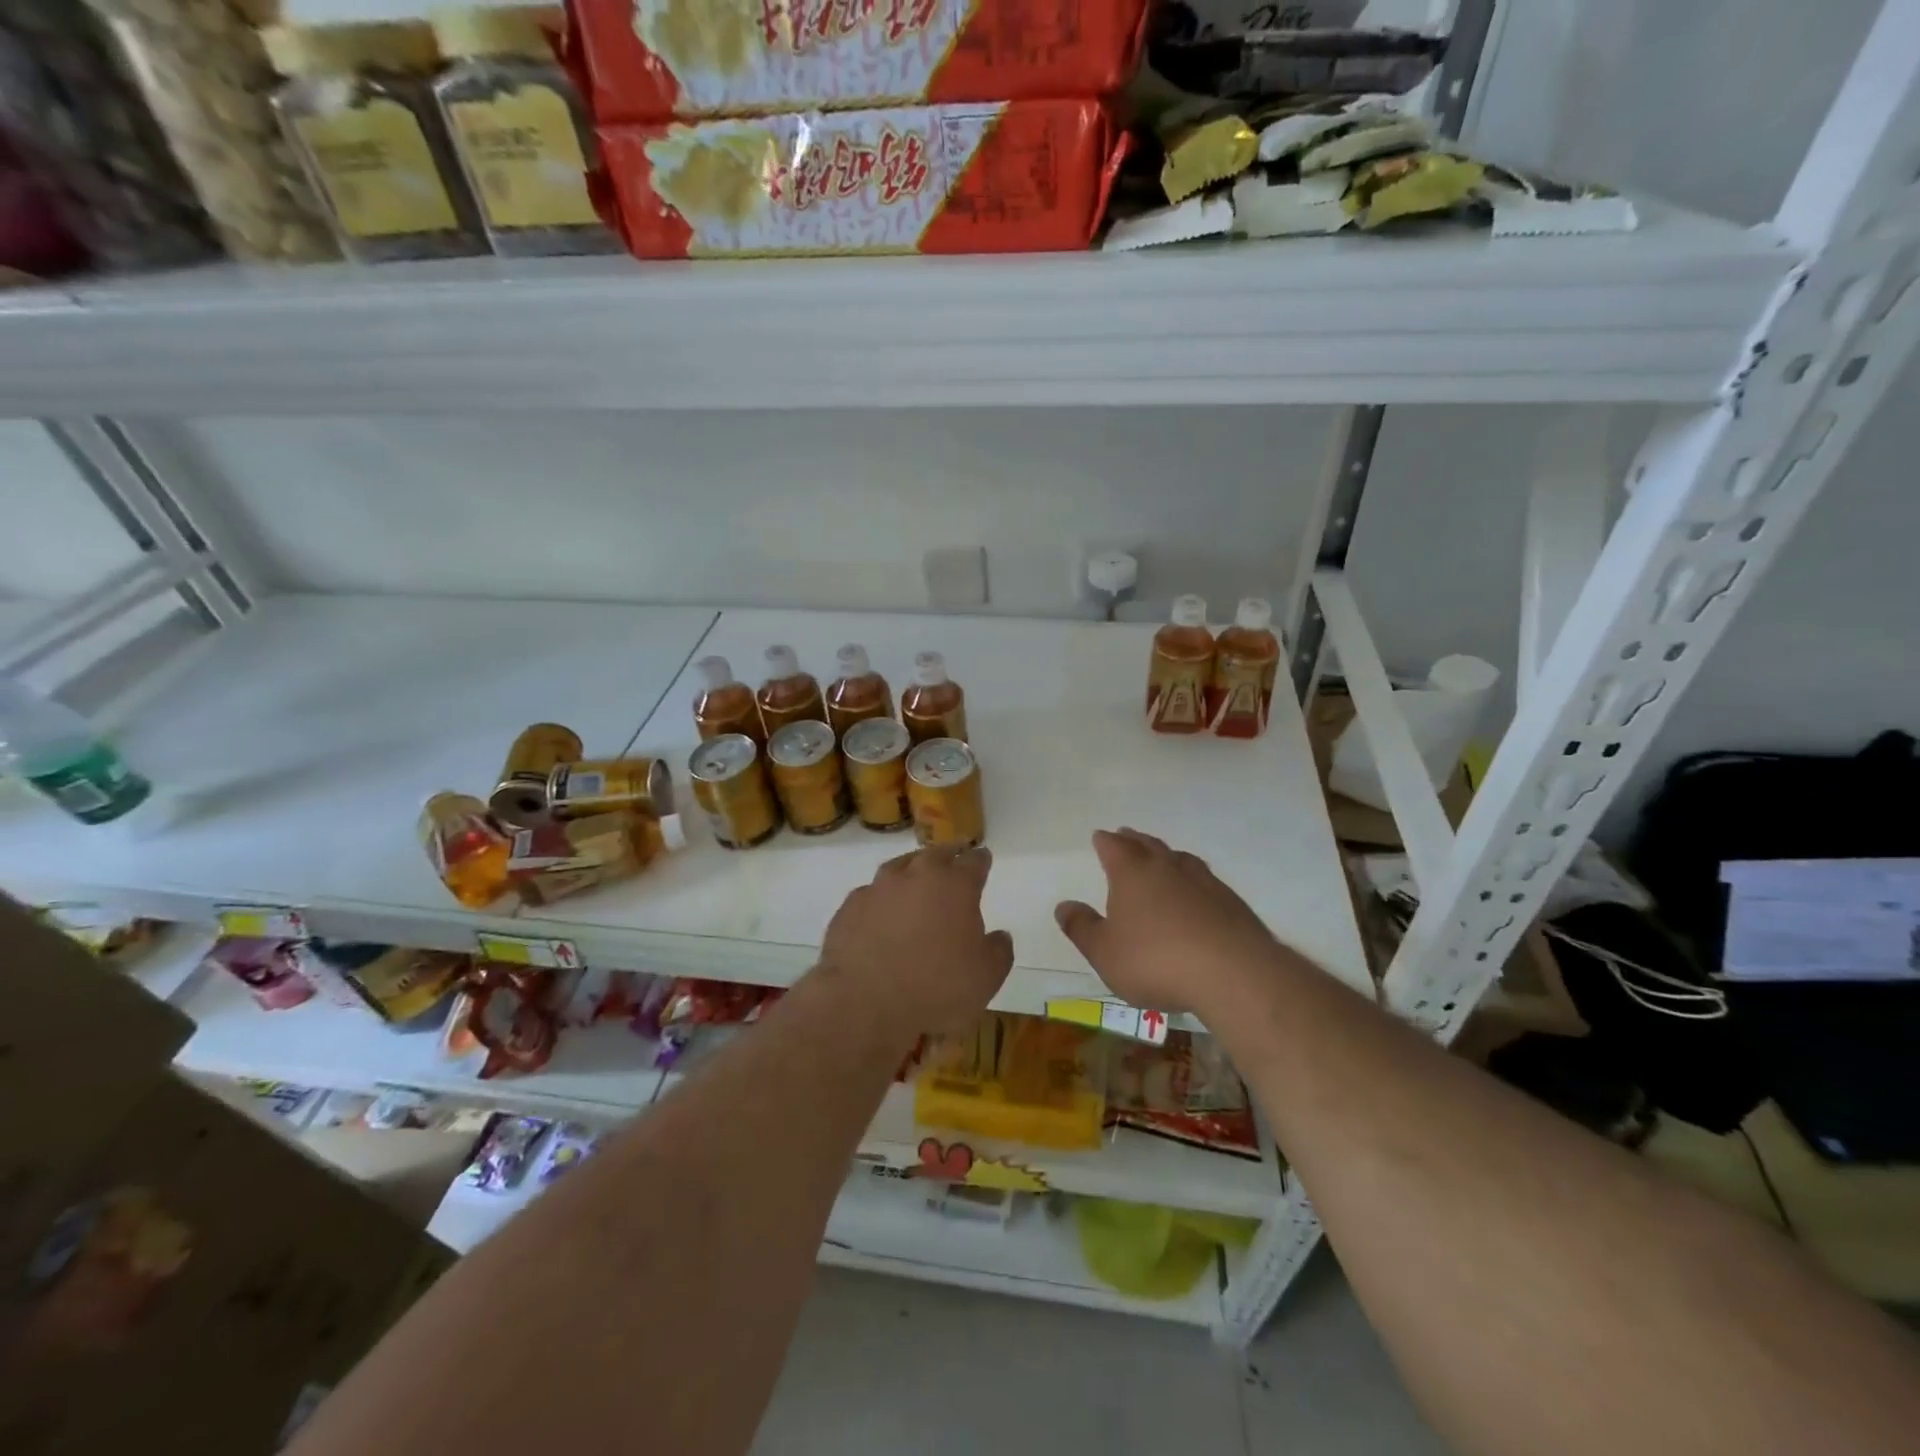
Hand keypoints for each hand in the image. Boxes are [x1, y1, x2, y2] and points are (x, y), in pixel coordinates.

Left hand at [819, 845, 1013, 1032]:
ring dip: (911, 872)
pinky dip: (880, 900)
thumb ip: (998, 952)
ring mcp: (879, 888)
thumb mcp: (986, 978)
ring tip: (915, 882)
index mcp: (956, 885)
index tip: (983, 859)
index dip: (981, 860)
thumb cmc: (936, 988)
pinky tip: (880, 915)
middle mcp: (917, 875)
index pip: (975, 861)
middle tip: (953, 860)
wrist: (863, 1002)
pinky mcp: (850, 906)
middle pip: (936, 854)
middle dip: (948, 856)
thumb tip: (1000, 936)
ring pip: (899, 867)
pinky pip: (871, 895)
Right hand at [1055, 828, 1284, 1017]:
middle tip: (1127, 835)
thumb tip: (1063, 905)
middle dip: (1134, 840)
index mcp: (1132, 873)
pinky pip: (1205, 880)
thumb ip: (1082, 928)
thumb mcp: (1105, 952)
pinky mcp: (1231, 902)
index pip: (1114, 847)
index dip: (1105, 842)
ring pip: (1180, 858)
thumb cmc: (1156, 961)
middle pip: (1147, 845)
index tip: (1100, 836)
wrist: (1234, 974)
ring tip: (1162, 857)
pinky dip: (1193, 880)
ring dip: (1166, 855)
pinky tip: (1196, 893)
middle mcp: (1167, 867)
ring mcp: (1204, 881)